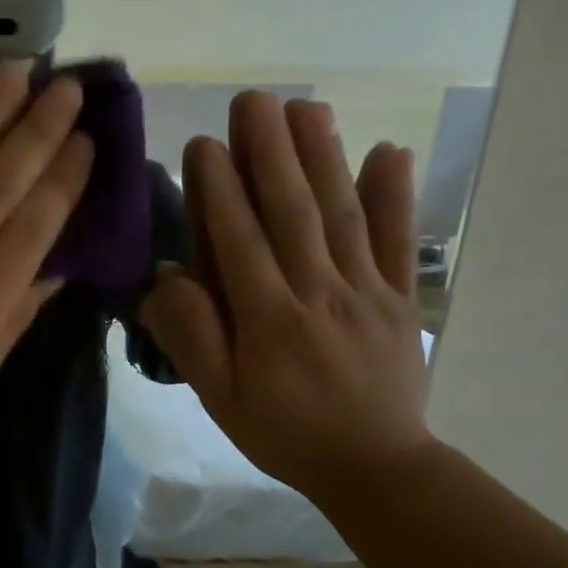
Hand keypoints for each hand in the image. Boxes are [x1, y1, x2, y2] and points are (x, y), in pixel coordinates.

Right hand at [140, 94, 434, 508]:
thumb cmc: (284, 432)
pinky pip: (398, 241)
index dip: (220, 191)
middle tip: (255, 100)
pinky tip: (388, 151)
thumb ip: (192, 337)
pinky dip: (396, 195)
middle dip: (271, 153)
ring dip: (324, 157)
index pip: (240, 241)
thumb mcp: (219, 399)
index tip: (205, 144)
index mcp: (269, 319)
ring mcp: (366, 291)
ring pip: (342, 214)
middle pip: (293, 212)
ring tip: (306, 108)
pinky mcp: (400, 297)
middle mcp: (319, 292)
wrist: (375, 467)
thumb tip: (167, 277)